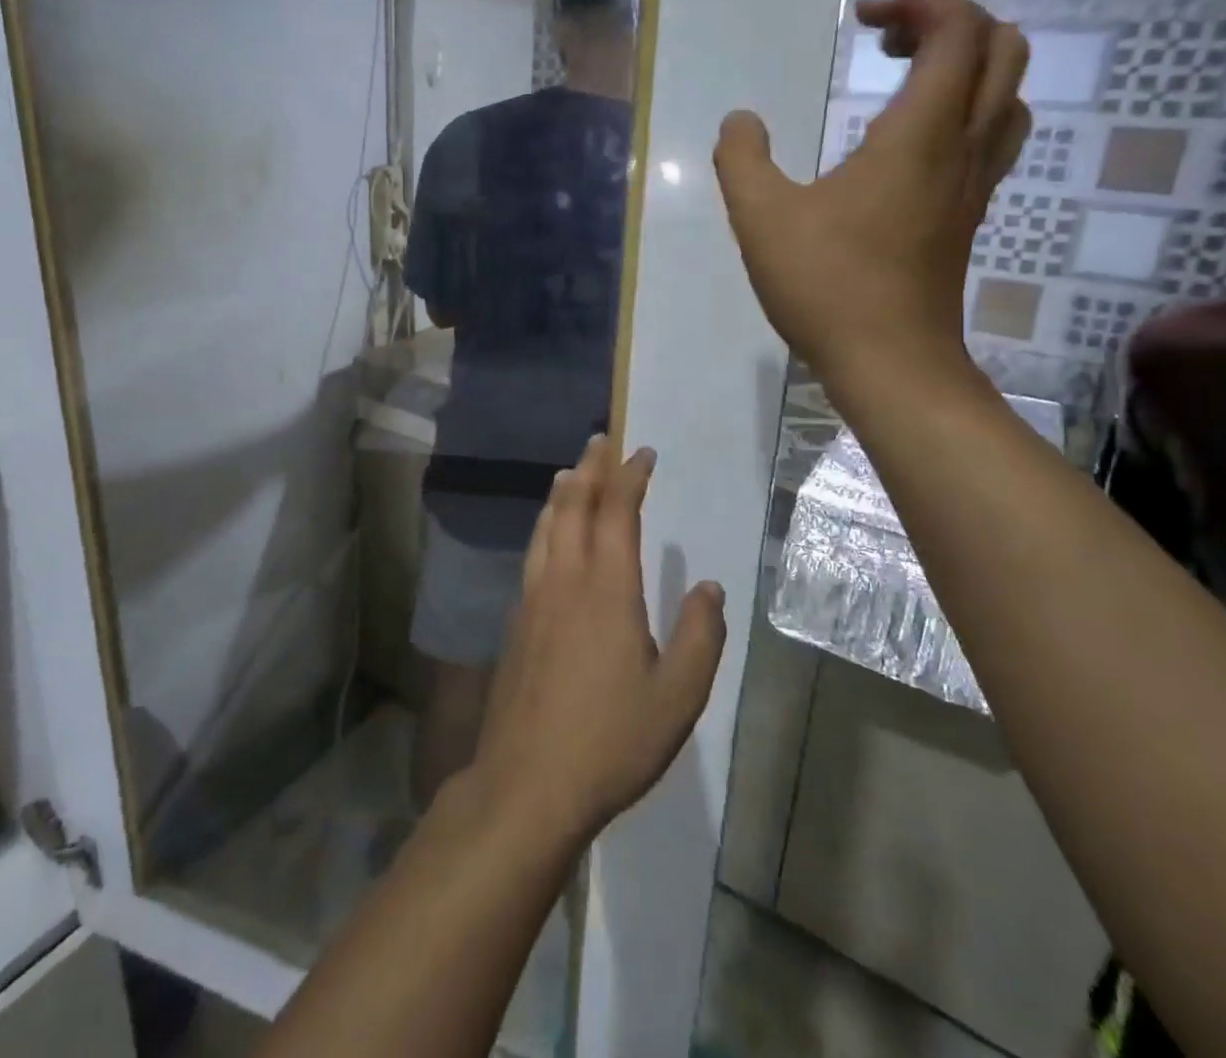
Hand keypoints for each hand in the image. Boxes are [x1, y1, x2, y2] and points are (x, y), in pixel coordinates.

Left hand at [466, 436, 726, 844]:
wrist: (528, 782)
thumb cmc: (611, 740)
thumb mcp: (678, 696)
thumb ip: (700, 635)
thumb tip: (710, 588)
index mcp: (607, 588)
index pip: (617, 512)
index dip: (629, 477)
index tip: (642, 453)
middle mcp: (565, 579)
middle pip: (572, 505)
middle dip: (589, 468)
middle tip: (600, 441)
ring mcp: (533, 598)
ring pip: (545, 526)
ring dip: (561, 493)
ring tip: (571, 473)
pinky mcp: (516, 621)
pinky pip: (533, 552)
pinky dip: (545, 526)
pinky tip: (549, 537)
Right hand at [712, 0, 1030, 406]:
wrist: (890, 362)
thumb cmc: (827, 285)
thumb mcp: (761, 218)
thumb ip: (742, 160)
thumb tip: (740, 122)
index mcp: (920, 134)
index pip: (957, 30)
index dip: (919, 0)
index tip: (862, 13)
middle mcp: (961, 148)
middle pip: (1001, 49)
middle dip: (949, 22)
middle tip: (887, 39)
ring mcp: (973, 185)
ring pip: (1006, 95)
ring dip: (966, 66)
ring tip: (905, 78)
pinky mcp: (967, 216)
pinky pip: (990, 137)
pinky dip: (963, 110)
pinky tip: (909, 142)